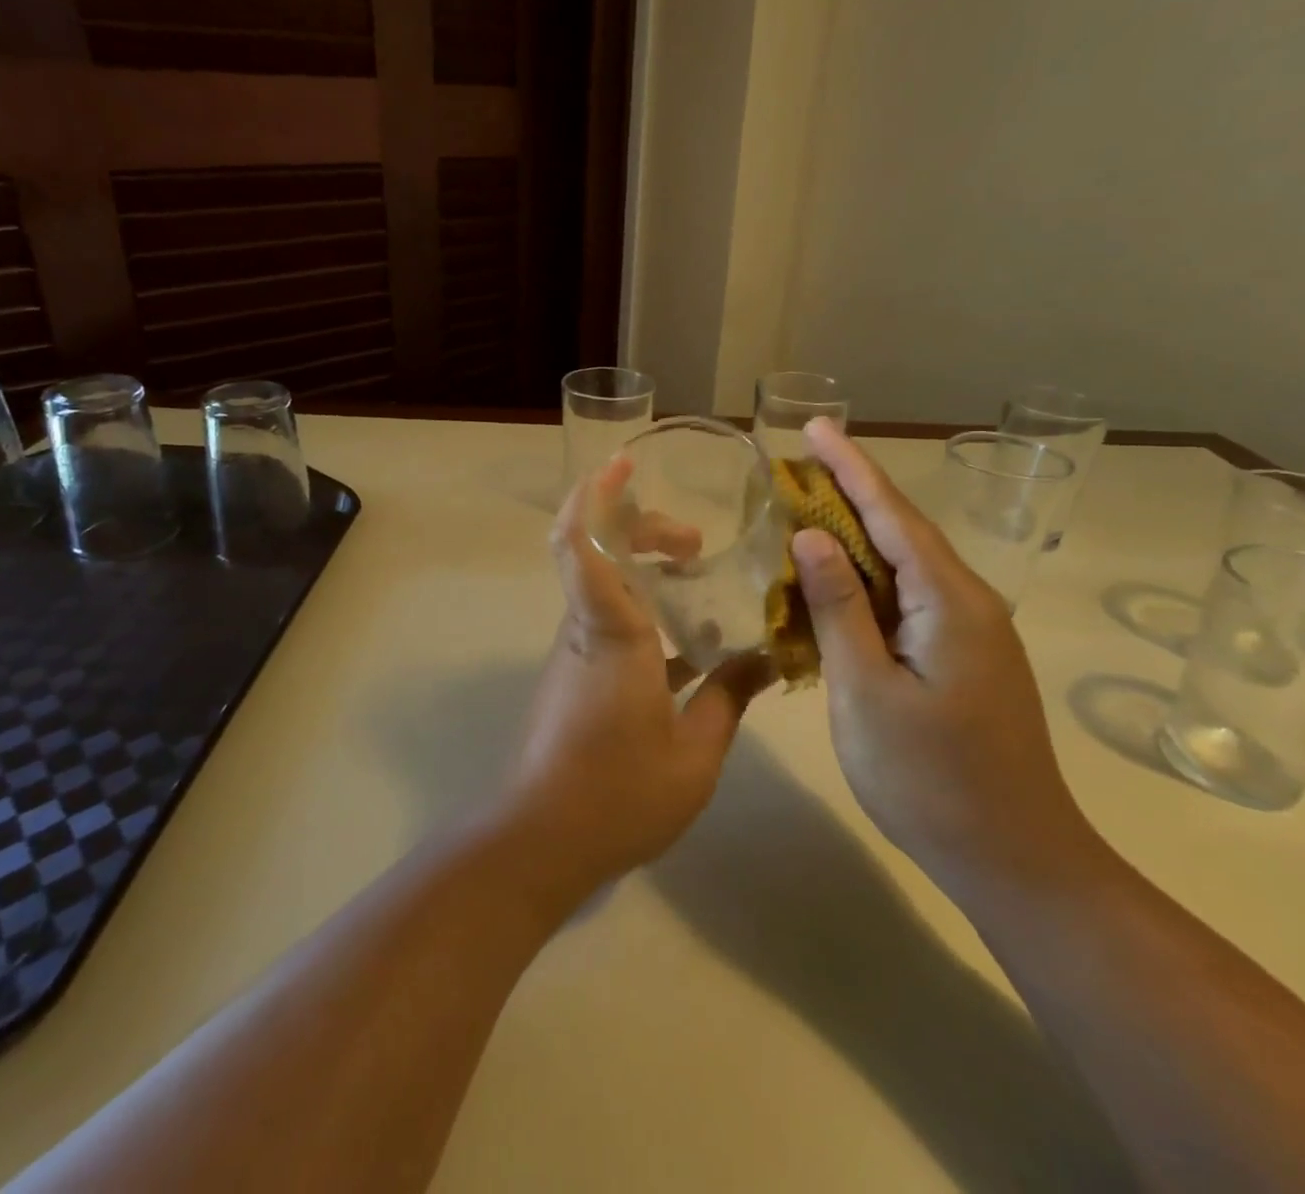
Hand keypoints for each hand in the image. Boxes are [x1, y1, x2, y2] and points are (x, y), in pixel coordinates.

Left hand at [499, 459, 773, 893]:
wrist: (540, 841)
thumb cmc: (618, 792)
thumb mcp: (695, 753)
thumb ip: (730, 697)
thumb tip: (765, 658)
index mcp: (611, 632)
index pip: (581, 543)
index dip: (594, 495)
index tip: (622, 464)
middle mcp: (585, 629)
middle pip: (596, 551)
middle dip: (641, 528)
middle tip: (695, 544)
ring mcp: (576, 653)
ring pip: (602, 586)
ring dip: (644, 569)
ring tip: (699, 580)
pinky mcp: (575, 676)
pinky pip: (608, 622)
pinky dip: (643, 611)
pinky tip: (689, 643)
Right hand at [791, 418, 1095, 884]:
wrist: (1014, 860)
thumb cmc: (930, 777)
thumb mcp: (866, 690)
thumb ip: (838, 607)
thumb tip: (811, 536)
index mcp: (948, 601)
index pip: (891, 515)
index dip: (850, 467)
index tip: (817, 427)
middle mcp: (967, 603)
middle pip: (901, 531)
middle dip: (849, 493)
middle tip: (798, 464)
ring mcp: (970, 632)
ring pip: (904, 567)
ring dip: (855, 536)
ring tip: (806, 510)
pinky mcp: (963, 658)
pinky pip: (907, 600)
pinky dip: (867, 580)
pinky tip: (835, 582)